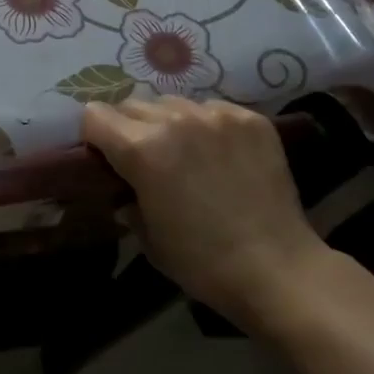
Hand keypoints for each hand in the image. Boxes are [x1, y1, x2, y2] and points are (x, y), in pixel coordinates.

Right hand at [83, 98, 326, 326]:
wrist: (278, 270)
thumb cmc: (203, 263)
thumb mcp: (148, 238)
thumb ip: (127, 201)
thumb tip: (123, 189)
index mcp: (141, 149)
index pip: (95, 115)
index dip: (95, 137)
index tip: (106, 158)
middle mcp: (174, 120)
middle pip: (132, 104)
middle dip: (130, 128)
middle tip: (146, 159)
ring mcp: (216, 115)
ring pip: (173, 102)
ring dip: (169, 123)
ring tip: (187, 153)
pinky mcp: (250, 119)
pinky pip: (213, 109)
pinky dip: (208, 126)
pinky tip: (221, 155)